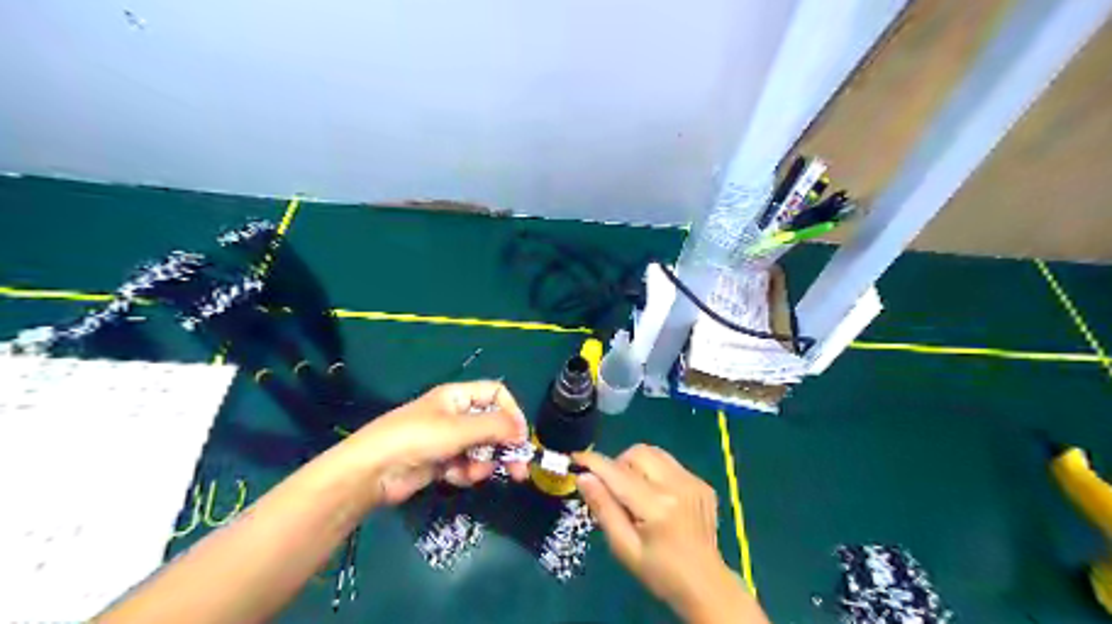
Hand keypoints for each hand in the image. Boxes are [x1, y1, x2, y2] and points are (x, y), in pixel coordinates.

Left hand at [344, 380, 529, 506]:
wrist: (373, 471)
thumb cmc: (417, 438)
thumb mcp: (459, 429)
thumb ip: (495, 428)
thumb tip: (523, 432)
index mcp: (459, 396)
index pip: (496, 395)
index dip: (511, 412)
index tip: (520, 437)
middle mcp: (456, 415)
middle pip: (493, 426)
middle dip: (505, 447)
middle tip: (519, 470)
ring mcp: (448, 440)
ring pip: (481, 449)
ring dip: (482, 463)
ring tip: (472, 473)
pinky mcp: (441, 462)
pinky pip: (466, 465)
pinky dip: (465, 473)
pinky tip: (454, 478)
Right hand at [573, 445, 765, 620]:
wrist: (705, 584)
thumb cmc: (660, 572)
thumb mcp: (624, 547)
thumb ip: (603, 509)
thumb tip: (583, 477)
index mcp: (657, 506)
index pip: (617, 473)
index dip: (594, 462)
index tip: (576, 458)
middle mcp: (677, 486)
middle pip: (637, 453)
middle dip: (618, 464)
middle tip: (614, 489)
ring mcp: (693, 481)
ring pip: (654, 452)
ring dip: (637, 465)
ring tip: (635, 492)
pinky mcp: (702, 482)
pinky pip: (670, 463)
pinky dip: (655, 472)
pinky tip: (658, 497)